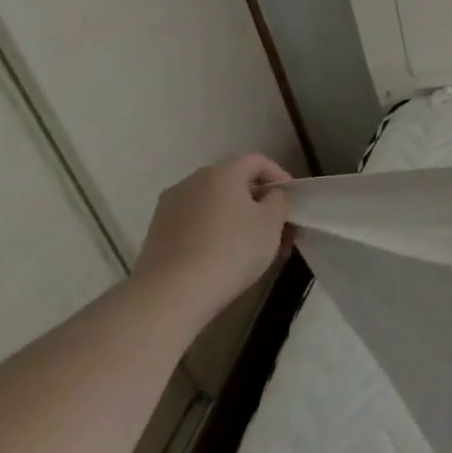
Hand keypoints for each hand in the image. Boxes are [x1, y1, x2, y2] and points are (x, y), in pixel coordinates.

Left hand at [131, 153, 292, 318]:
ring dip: (240, 219)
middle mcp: (191, 182)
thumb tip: (270, 195)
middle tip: (280, 228)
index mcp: (221, 173)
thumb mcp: (272, 222)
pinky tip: (228, 256)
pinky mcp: (158, 232)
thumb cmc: (232, 249)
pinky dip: (218, 231)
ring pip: (216, 204)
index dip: (279, 175)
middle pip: (235, 183)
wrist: (173, 292)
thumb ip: (279, 200)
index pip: (256, 160)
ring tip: (257, 247)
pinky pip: (198, 222)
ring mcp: (170, 207)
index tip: (292, 200)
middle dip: (261, 202)